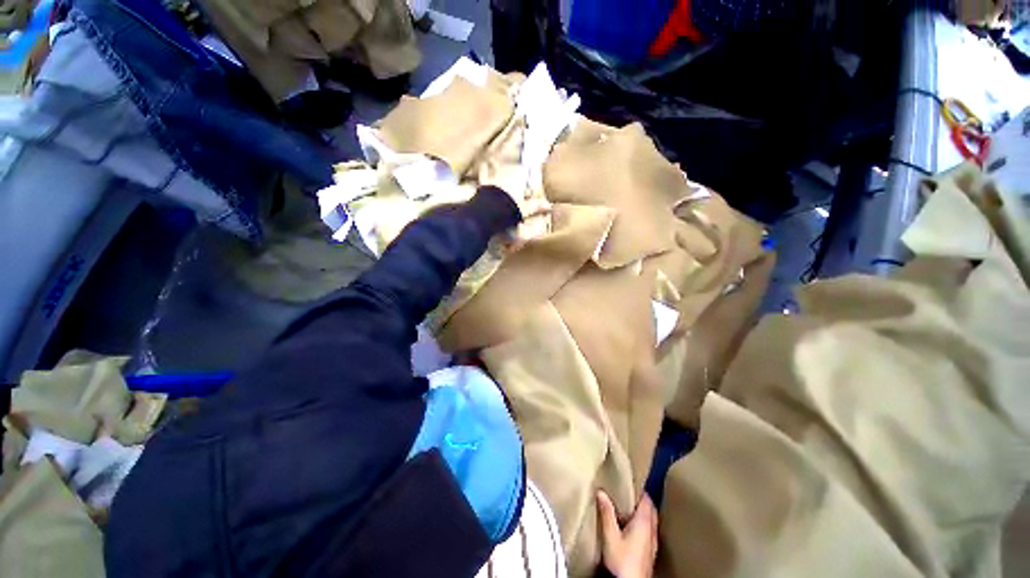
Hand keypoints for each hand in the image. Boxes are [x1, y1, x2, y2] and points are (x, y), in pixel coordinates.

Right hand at [597, 491, 657, 577]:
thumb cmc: (622, 562)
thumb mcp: (610, 536)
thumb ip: (607, 513)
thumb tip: (601, 492)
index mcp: (644, 523)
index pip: (647, 500)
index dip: (640, 490)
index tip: (631, 482)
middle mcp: (652, 531)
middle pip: (651, 510)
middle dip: (642, 500)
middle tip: (629, 493)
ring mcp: (653, 544)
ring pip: (651, 522)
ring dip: (643, 513)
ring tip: (629, 508)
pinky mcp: (650, 554)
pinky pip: (649, 532)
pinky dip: (643, 525)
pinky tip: (632, 529)